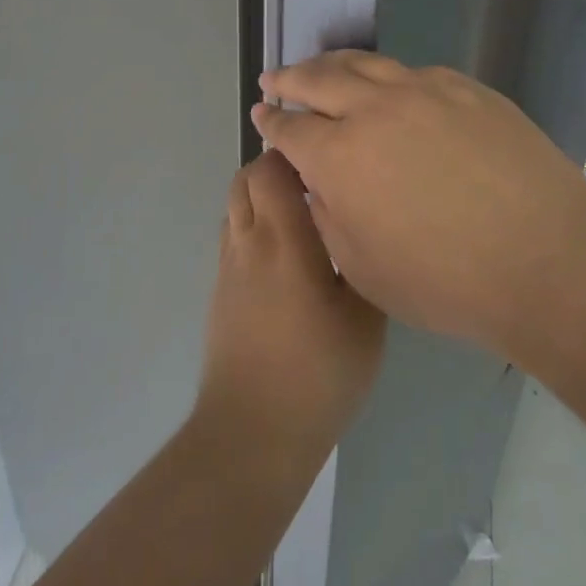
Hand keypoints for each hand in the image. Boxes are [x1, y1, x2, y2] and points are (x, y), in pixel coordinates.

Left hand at [195, 151, 386, 474]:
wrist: (252, 432)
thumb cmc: (317, 374)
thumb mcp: (365, 320)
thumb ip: (362, 264)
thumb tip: (360, 230)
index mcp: (284, 240)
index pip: (271, 169)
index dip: (294, 152)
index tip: (327, 156)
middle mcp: (248, 242)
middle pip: (245, 178)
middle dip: (275, 167)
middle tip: (317, 182)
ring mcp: (228, 266)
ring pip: (235, 205)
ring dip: (261, 195)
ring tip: (302, 214)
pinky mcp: (220, 289)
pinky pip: (233, 234)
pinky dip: (253, 223)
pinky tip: (285, 253)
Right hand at [252, 52, 585, 358]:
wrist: (550, 261)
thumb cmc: (448, 283)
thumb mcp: (364, 269)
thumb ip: (329, 218)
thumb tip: (321, 184)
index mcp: (339, 157)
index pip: (290, 129)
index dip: (270, 122)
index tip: (260, 114)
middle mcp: (374, 110)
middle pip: (318, 79)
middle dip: (290, 78)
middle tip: (275, 78)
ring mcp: (424, 91)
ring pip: (364, 64)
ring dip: (332, 64)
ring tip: (320, 67)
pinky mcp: (467, 89)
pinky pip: (413, 72)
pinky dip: (387, 75)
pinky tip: (389, 84)